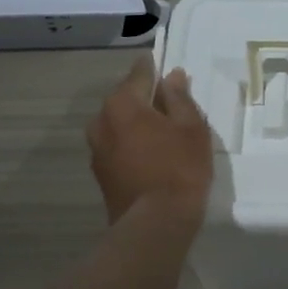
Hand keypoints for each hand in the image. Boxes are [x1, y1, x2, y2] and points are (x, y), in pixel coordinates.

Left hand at [86, 55, 214, 225]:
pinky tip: (150, 154)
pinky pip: (117, 145)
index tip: (164, 64)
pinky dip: (131, 143)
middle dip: (145, 97)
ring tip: (162, 131)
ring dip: (136, 122)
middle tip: (170, 102)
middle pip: (125, 99)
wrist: (154, 224)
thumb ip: (180, 98)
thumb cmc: (179, 168)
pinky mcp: (100, 173)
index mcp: (123, 103)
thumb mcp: (191, 128)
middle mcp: (102, 120)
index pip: (139, 74)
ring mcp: (96, 149)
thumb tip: (173, 77)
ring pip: (119, 124)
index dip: (153, 67)